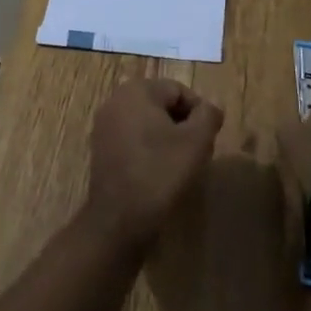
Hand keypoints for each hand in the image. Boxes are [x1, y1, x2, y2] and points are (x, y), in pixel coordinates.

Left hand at [85, 78, 223, 249]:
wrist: (119, 220)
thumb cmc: (160, 173)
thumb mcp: (196, 141)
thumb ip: (208, 115)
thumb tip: (210, 108)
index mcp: (137, 90)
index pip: (179, 91)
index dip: (199, 114)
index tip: (207, 140)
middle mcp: (116, 100)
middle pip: (162, 104)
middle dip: (182, 125)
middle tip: (197, 152)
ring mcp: (104, 125)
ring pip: (147, 122)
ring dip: (166, 138)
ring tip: (179, 165)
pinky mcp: (100, 148)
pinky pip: (132, 139)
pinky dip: (148, 150)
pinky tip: (158, 173)